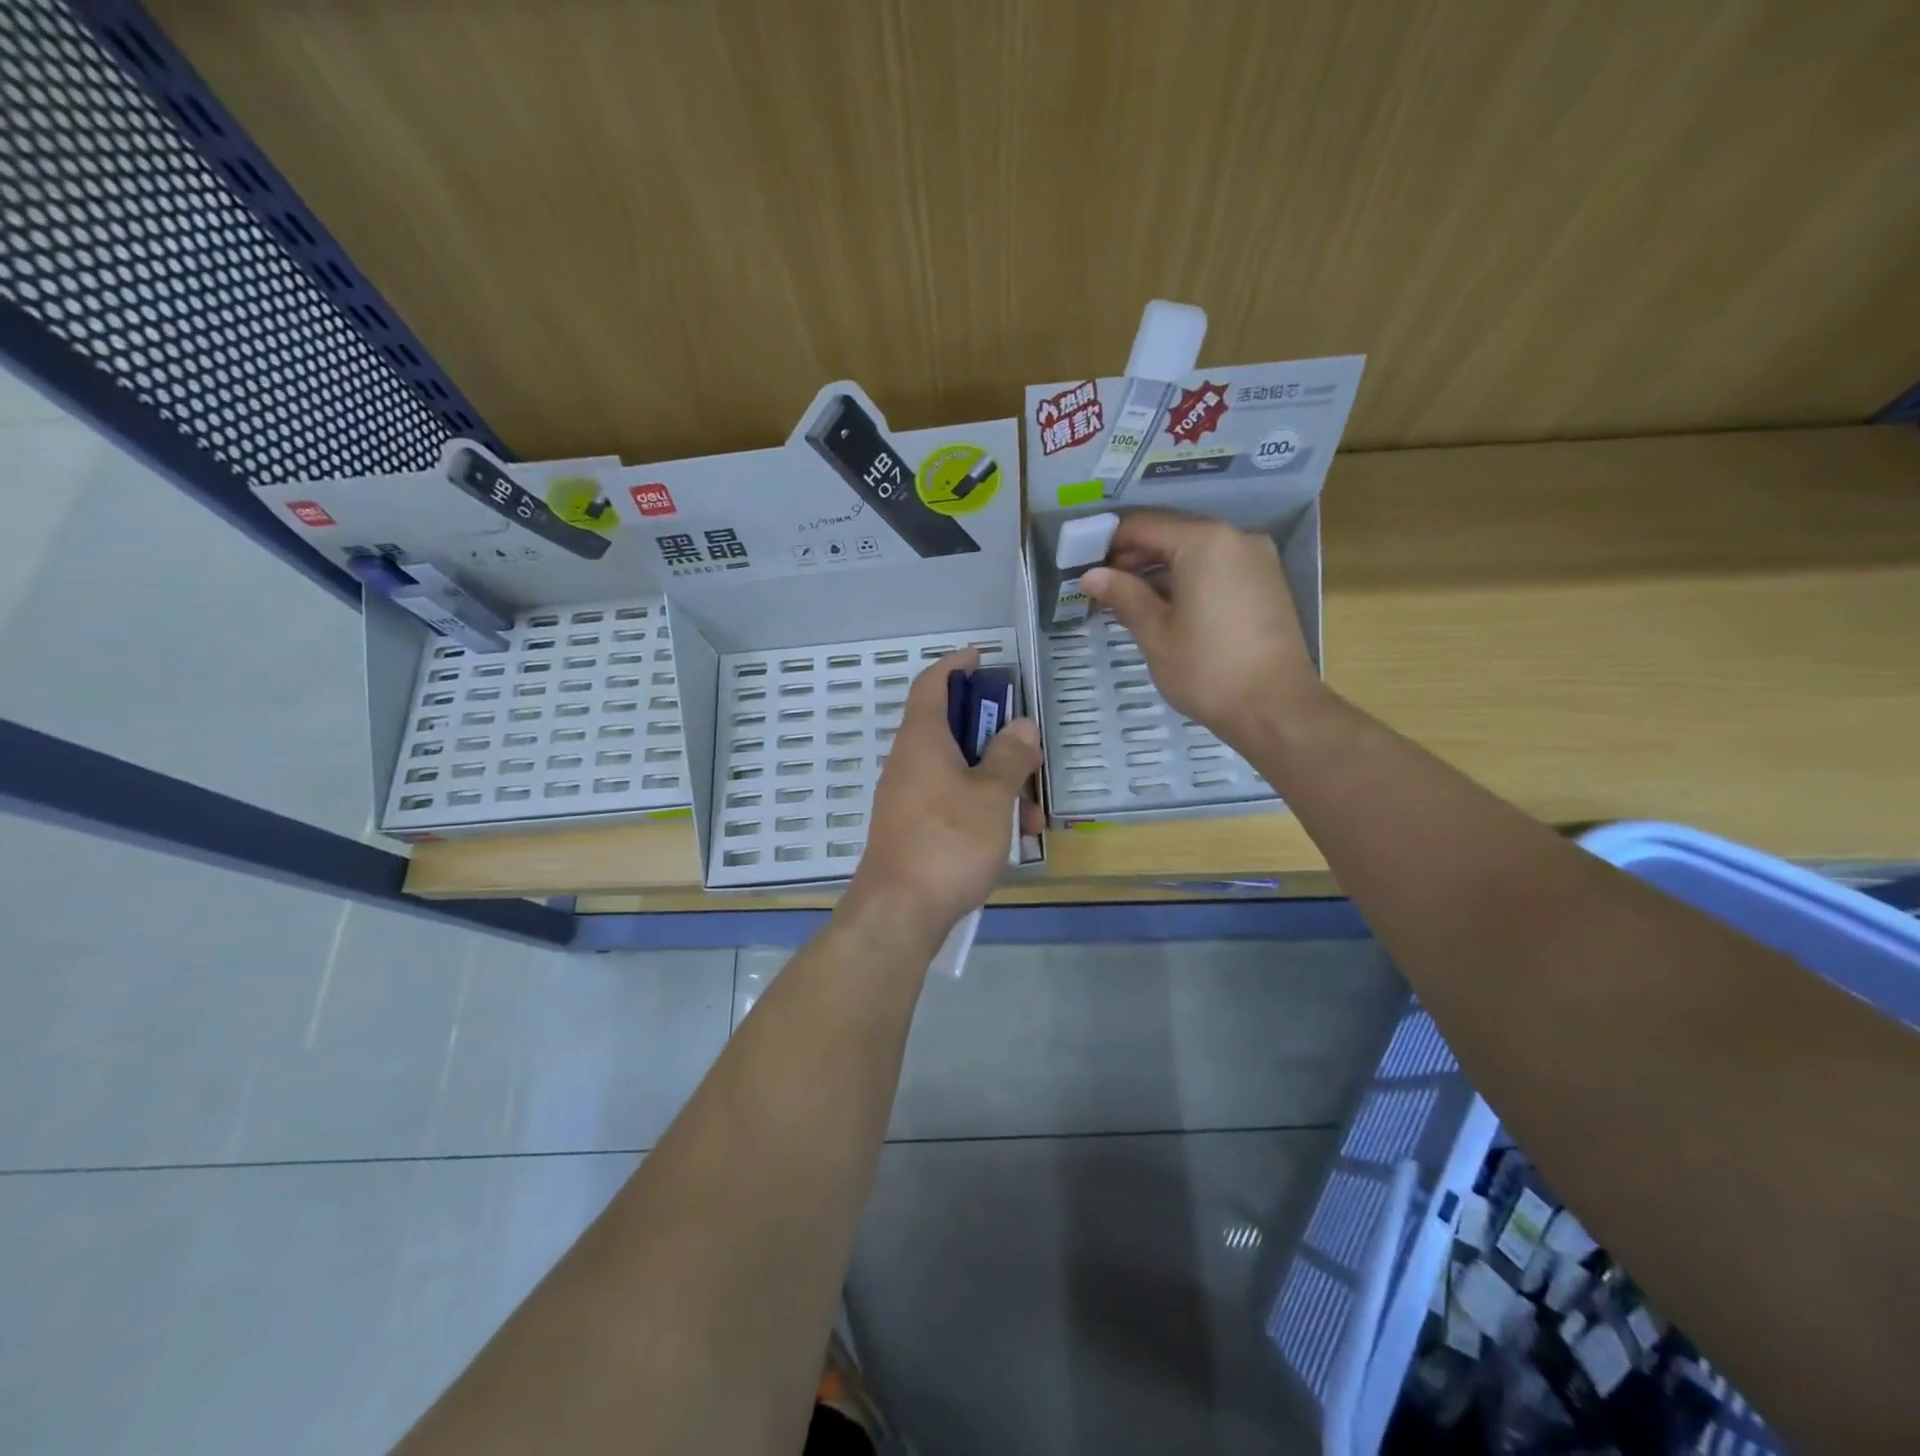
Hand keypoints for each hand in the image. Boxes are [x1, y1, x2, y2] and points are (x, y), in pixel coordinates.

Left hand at [846, 648, 1041, 941]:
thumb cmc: (948, 842)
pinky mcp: (913, 828)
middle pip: (950, 728)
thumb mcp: (991, 796)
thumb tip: (1020, 725)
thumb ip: (1009, 757)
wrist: (899, 912)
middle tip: (1026, 746)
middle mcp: (909, 762)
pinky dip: (981, 808)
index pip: (932, 684)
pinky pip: (951, 802)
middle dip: (993, 735)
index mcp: (922, 740)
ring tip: (1033, 812)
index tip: (981, 657)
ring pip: (957, 772)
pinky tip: (1012, 838)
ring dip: (996, 782)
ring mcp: (908, 797)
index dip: (955, 664)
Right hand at [1081, 510, 1322, 748]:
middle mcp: (1235, 537)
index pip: (1143, 525)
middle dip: (1134, 557)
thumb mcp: (1155, 634)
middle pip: (1172, 534)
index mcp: (1204, 542)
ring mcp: (1256, 558)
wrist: (1276, 708)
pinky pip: (1217, 567)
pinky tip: (1165, 607)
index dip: (1108, 543)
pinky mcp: (1266, 582)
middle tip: (1102, 588)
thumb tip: (1091, 575)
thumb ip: (1123, 595)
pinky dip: (1188, 579)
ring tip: (1128, 601)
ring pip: (1195, 551)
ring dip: (1160, 570)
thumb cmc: (1208, 669)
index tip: (1083, 566)